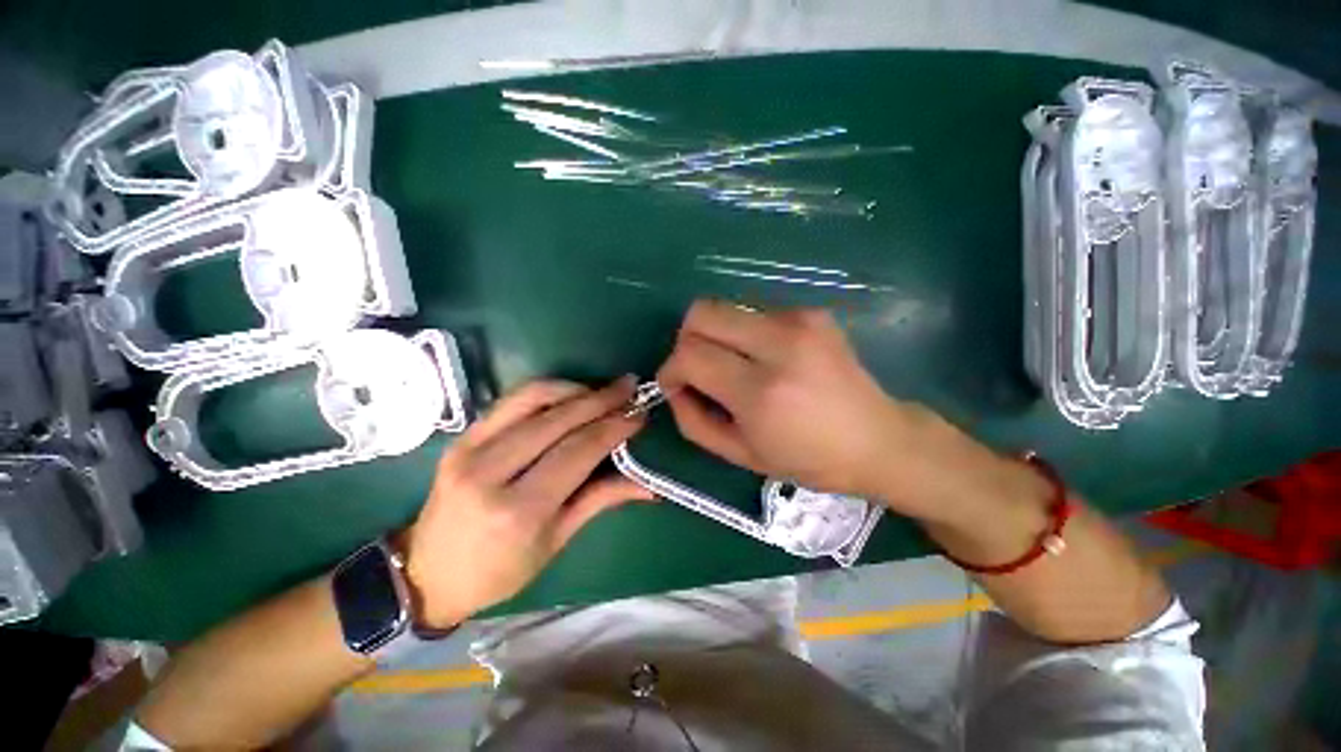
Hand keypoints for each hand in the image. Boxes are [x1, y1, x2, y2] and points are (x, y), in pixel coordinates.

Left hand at [396, 377, 651, 628]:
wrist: (427, 573)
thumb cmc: (499, 570)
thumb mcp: (556, 542)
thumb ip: (601, 500)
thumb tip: (648, 486)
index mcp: (520, 510)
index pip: (579, 451)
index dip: (613, 427)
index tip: (639, 414)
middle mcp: (491, 472)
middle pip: (559, 420)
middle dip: (601, 399)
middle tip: (629, 387)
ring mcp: (470, 449)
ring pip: (533, 399)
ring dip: (575, 388)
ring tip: (603, 390)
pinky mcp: (461, 437)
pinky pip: (512, 400)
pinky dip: (547, 390)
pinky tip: (570, 394)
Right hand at [656, 301, 917, 497]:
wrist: (879, 440)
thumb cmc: (808, 459)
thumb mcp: (740, 454)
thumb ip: (693, 420)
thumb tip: (674, 386)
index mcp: (761, 392)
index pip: (690, 354)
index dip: (670, 368)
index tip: (675, 384)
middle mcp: (780, 344)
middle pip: (701, 312)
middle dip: (687, 339)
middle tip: (699, 369)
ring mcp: (799, 321)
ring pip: (725, 308)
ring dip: (717, 337)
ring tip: (737, 367)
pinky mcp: (811, 312)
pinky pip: (754, 313)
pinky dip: (745, 334)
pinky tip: (766, 359)